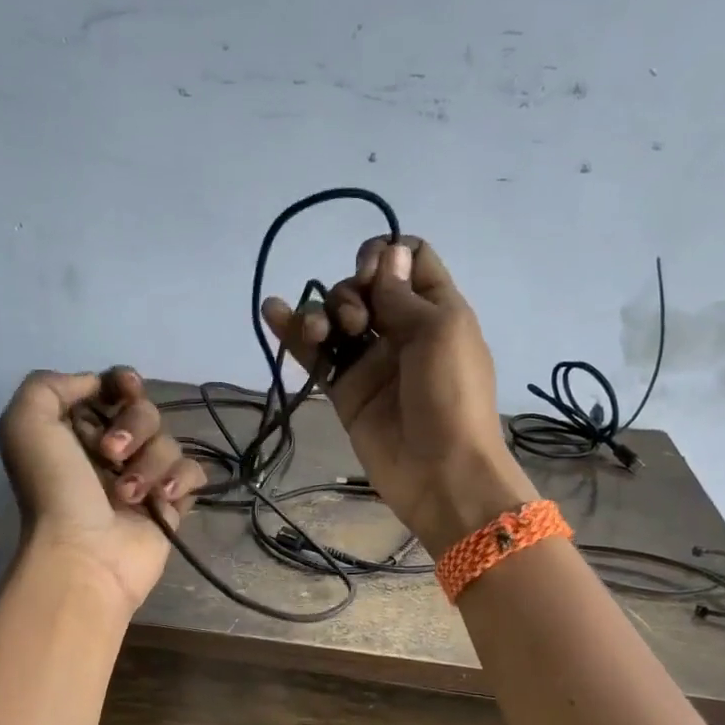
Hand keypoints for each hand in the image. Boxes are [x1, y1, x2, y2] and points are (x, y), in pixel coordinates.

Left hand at [0, 367, 206, 613]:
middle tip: (111, 455)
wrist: (84, 555)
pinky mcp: (171, 504)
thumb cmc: (54, 490)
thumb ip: (49, 386)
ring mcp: (143, 477)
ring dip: (149, 464)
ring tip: (127, 496)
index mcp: (75, 430)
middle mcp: (109, 451)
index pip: (113, 388)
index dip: (123, 383)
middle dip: (134, 427)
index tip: (125, 391)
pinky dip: (180, 481)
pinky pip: (192, 473)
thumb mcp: (25, 424)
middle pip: (145, 412)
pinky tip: (162, 500)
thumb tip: (97, 386)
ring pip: (169, 442)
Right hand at [263, 237, 536, 555]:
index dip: (386, 254)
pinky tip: (273, 312)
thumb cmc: (452, 395)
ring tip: (318, 333)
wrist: (442, 472)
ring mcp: (371, 361)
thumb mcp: (440, 331)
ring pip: (336, 318)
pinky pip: (316, 355)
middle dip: (351, 293)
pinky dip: (292, 333)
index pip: (409, 258)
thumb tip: (387, 252)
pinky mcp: (345, 390)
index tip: (372, 273)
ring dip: (321, 313)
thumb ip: (403, 293)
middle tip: (359, 324)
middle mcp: (401, 329)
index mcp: (435, 310)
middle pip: (364, 286)